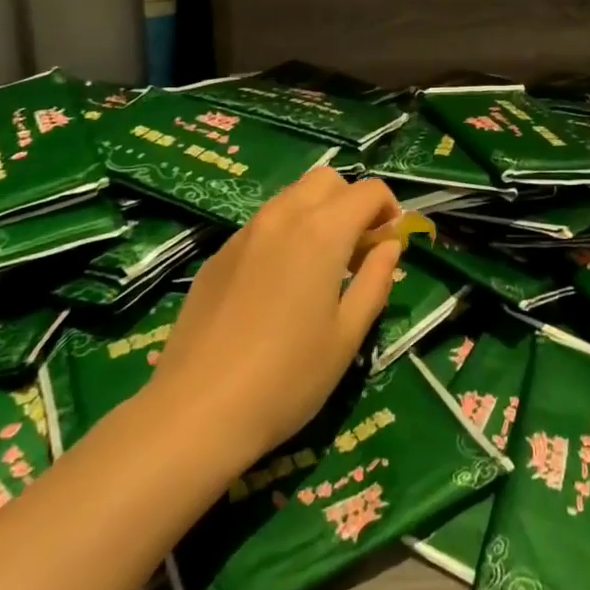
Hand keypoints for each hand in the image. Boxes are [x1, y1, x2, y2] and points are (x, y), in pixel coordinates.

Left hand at [150, 168, 401, 470]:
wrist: (198, 409)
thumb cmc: (288, 377)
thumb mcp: (347, 335)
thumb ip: (375, 281)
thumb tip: (389, 247)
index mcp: (322, 231)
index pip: (368, 191)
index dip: (390, 210)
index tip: (392, 244)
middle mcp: (282, 217)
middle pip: (326, 180)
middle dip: (351, 202)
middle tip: (359, 249)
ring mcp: (244, 233)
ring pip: (291, 197)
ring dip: (317, 214)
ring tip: (322, 266)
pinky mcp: (218, 254)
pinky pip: (262, 224)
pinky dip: (285, 233)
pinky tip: (279, 284)